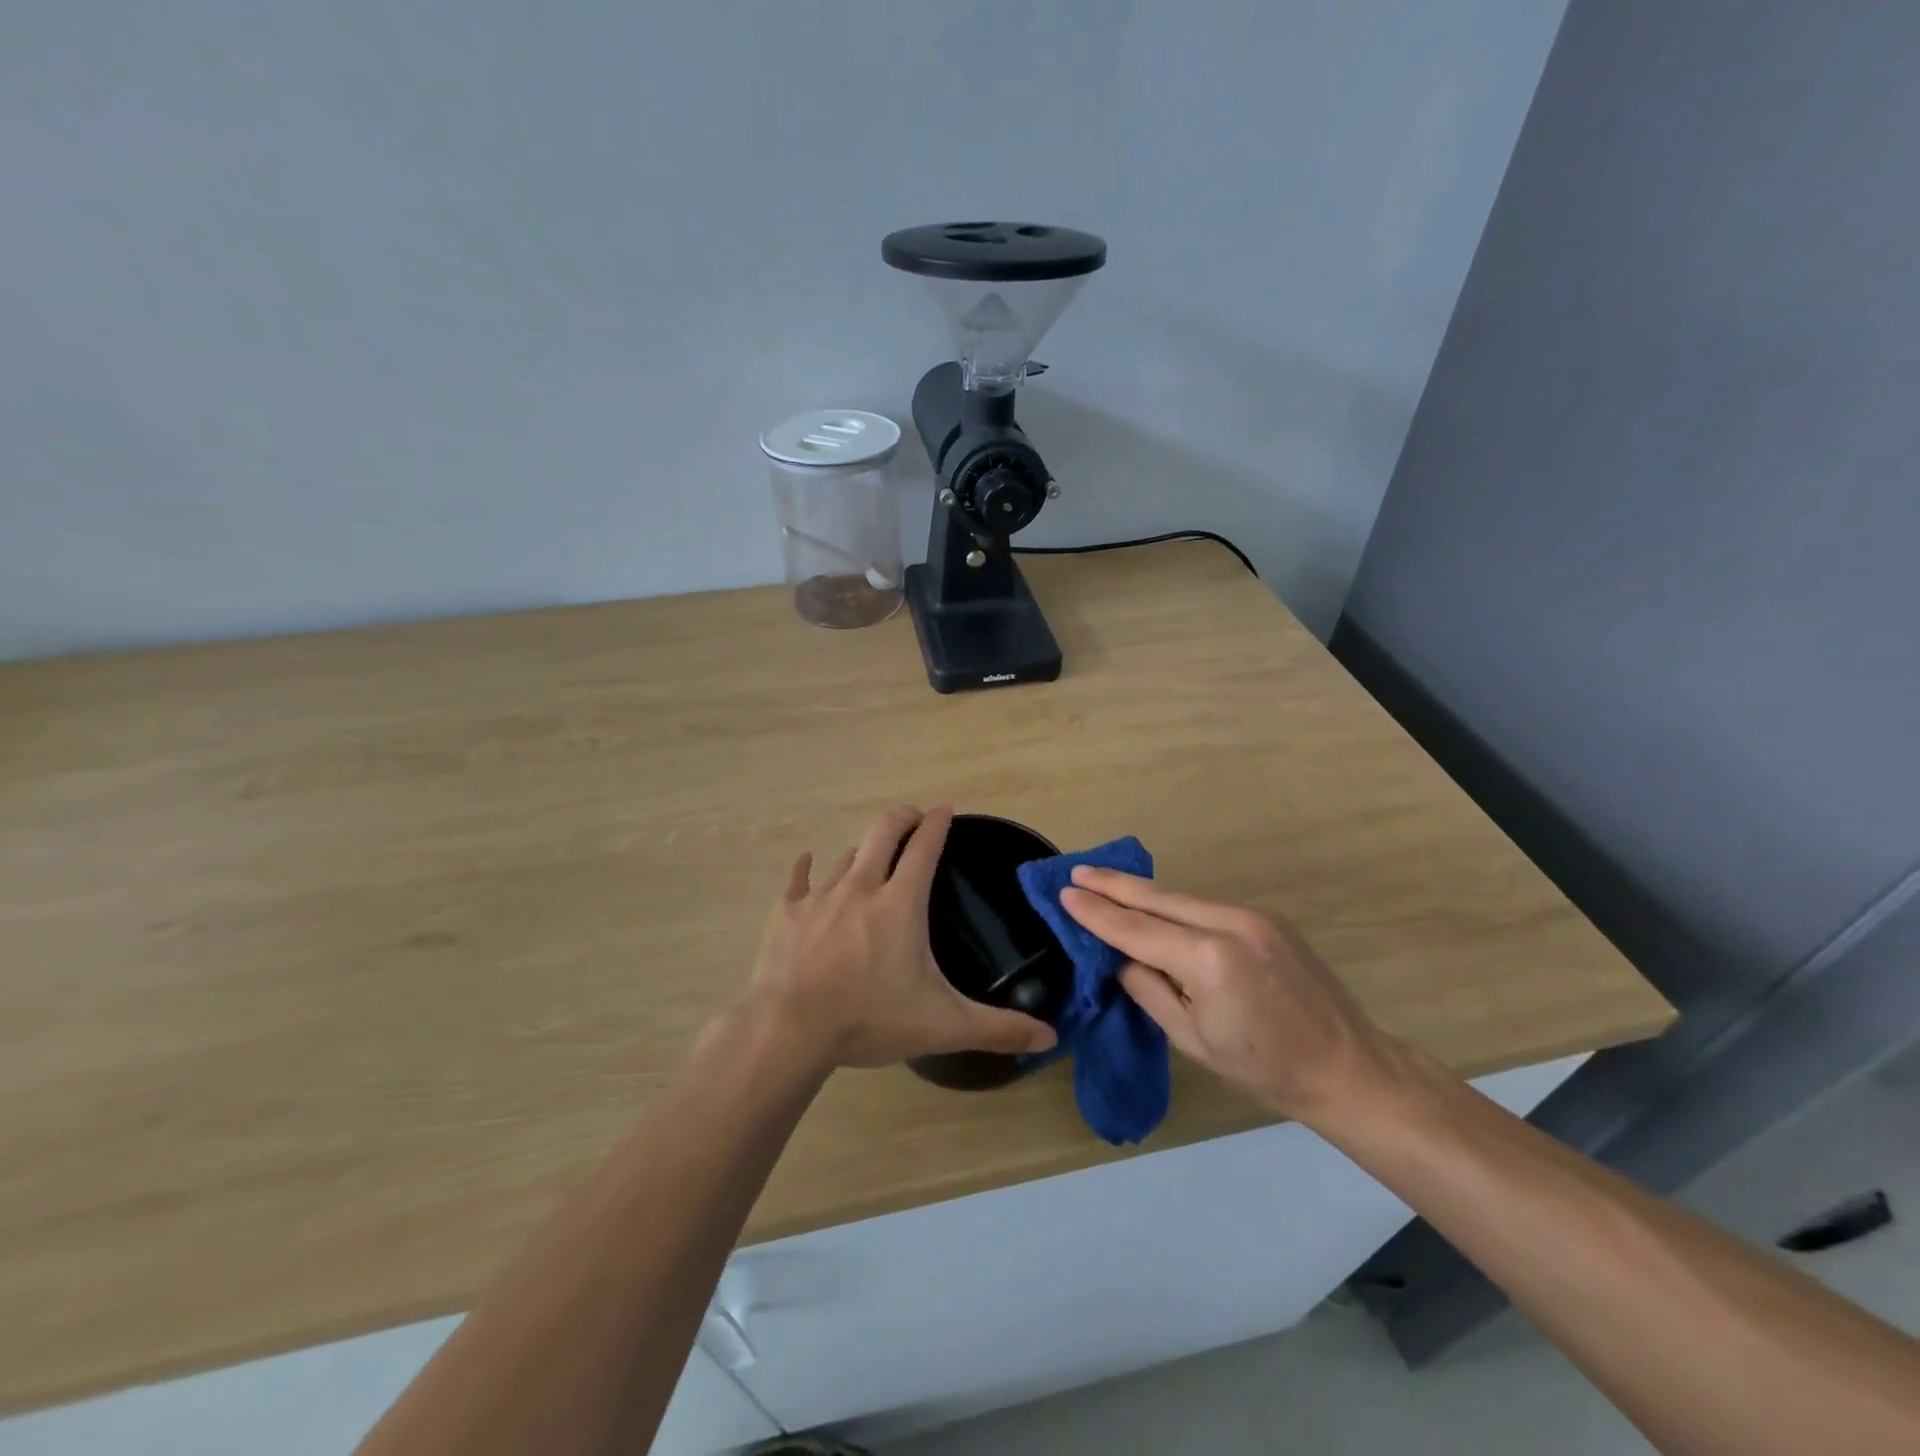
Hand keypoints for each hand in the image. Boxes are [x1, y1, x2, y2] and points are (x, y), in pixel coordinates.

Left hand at [746, 805, 1058, 1070]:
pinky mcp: (787, 913)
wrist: (791, 1031)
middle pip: (882, 830)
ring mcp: (820, 897)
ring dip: (864, 850)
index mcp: (900, 904)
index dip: (937, 823)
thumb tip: (1050, 1037)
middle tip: (913, 818)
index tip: (945, 809)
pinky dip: (806, 869)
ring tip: (873, 856)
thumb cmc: (870, 1020)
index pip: (925, 848)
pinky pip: (798, 880)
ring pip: (847, 856)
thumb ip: (997, 1028)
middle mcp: (861, 887)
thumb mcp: (943, 1026)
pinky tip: (806, 862)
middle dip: (902, 816)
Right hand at [1059, 868, 1399, 1123]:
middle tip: (1077, 871)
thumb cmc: (1263, 1067)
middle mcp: (1229, 924)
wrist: (1347, 1066)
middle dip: (1114, 884)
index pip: (1136, 930)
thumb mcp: (1192, 1040)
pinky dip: (1173, 905)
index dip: (1098, 913)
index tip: (1066, 894)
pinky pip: (1206, 906)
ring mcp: (1252, 916)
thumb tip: (1122, 957)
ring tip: (1105, 882)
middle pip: (1157, 898)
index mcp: (1208, 960)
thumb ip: (1150, 990)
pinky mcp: (1266, 918)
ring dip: (1142, 892)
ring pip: (1181, 897)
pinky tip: (1154, 905)